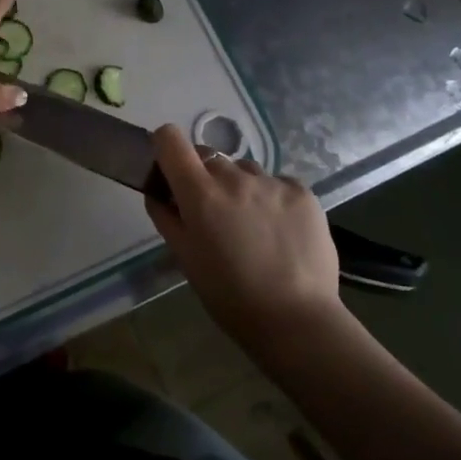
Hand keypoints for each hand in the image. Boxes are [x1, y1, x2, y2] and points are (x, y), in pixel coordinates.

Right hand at [145, 124, 345, 345]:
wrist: (296, 320)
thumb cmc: (229, 295)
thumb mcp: (185, 258)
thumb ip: (166, 217)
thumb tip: (158, 191)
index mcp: (200, 193)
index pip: (171, 139)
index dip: (166, 148)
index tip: (170, 170)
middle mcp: (235, 177)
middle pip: (209, 158)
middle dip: (205, 179)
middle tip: (215, 216)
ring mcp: (272, 182)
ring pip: (245, 170)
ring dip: (241, 188)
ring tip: (253, 227)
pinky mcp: (303, 192)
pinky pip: (277, 183)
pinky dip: (272, 199)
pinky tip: (280, 231)